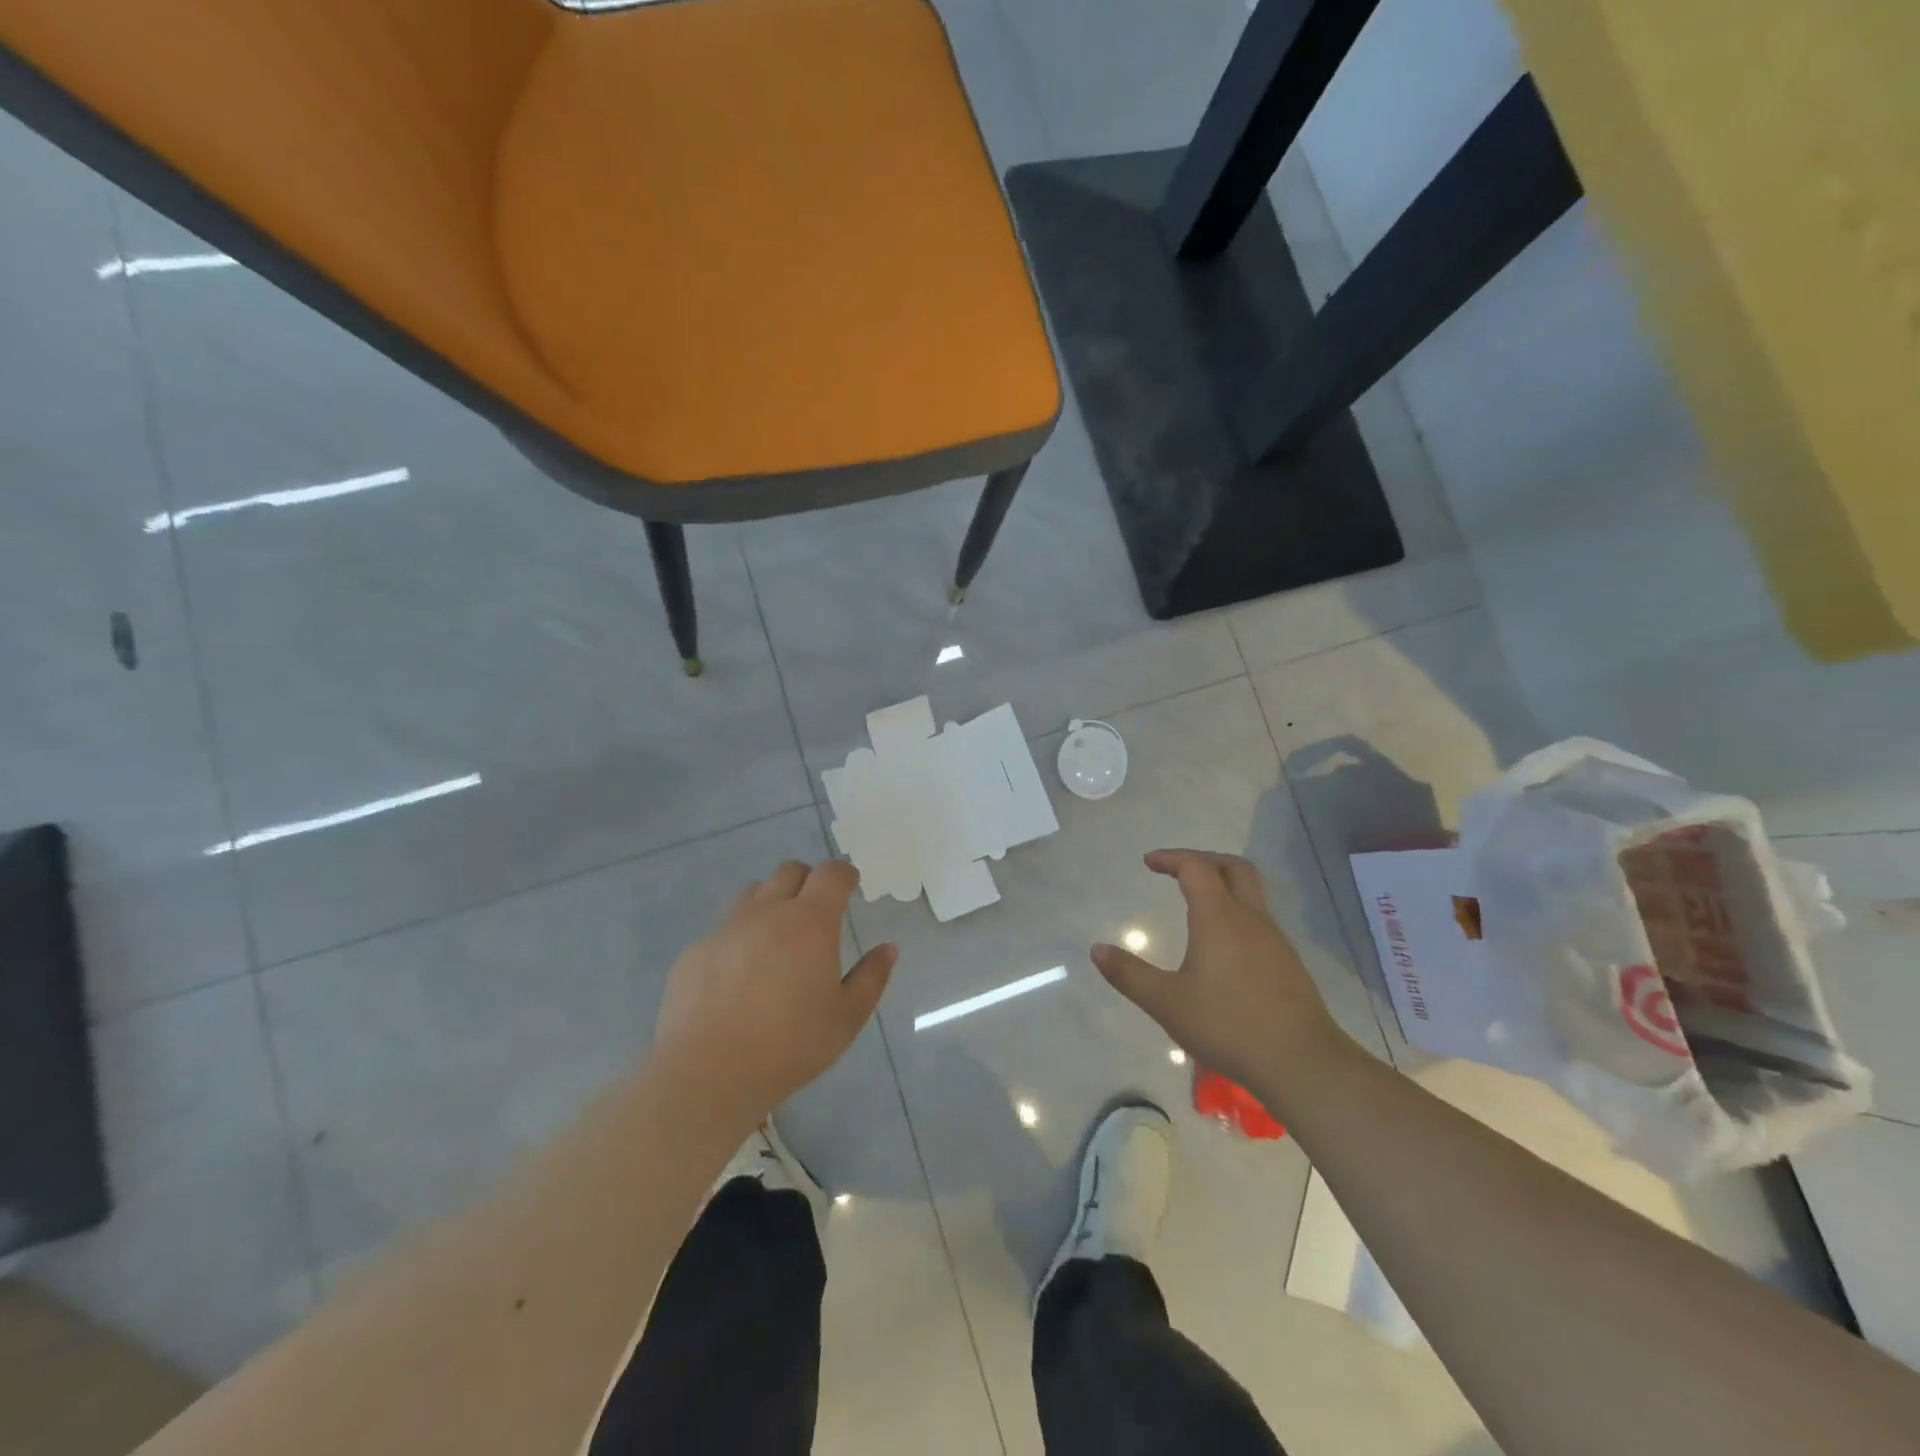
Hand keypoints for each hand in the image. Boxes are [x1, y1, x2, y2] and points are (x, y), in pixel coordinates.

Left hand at [653, 859, 894, 1129]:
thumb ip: (871, 977)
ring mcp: (726, 929)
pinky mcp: (695, 952)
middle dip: (807, 880)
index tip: (850, 886)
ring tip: (777, 937)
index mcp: (810, 922)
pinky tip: (738, 977)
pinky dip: (738, 939)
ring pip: (753, 894)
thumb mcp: (847, 1018)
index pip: (831, 873)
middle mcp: (767, 913)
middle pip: (789, 871)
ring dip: (771, 903)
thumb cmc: (790, 1045)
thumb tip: (888, 949)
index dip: (844, 874)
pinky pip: (723, 930)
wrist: (707, 1072)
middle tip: (816, 910)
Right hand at [1091, 849, 1351, 1099]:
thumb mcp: (1167, 1003)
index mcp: (1219, 918)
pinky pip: (1260, 921)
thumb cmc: (1228, 1025)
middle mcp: (1251, 919)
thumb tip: (1096, 950)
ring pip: (1252, 894)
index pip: (1196, 868)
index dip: (1171, 858)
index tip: (1149, 862)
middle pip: (1234, 868)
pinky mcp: (1288, 964)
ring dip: (1224, 886)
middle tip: (1178, 870)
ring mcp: (1275, 941)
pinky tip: (1224, 945)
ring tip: (1197, 905)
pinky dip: (1237, 913)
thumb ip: (1129, 974)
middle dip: (1203, 860)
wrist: (1302, 1063)